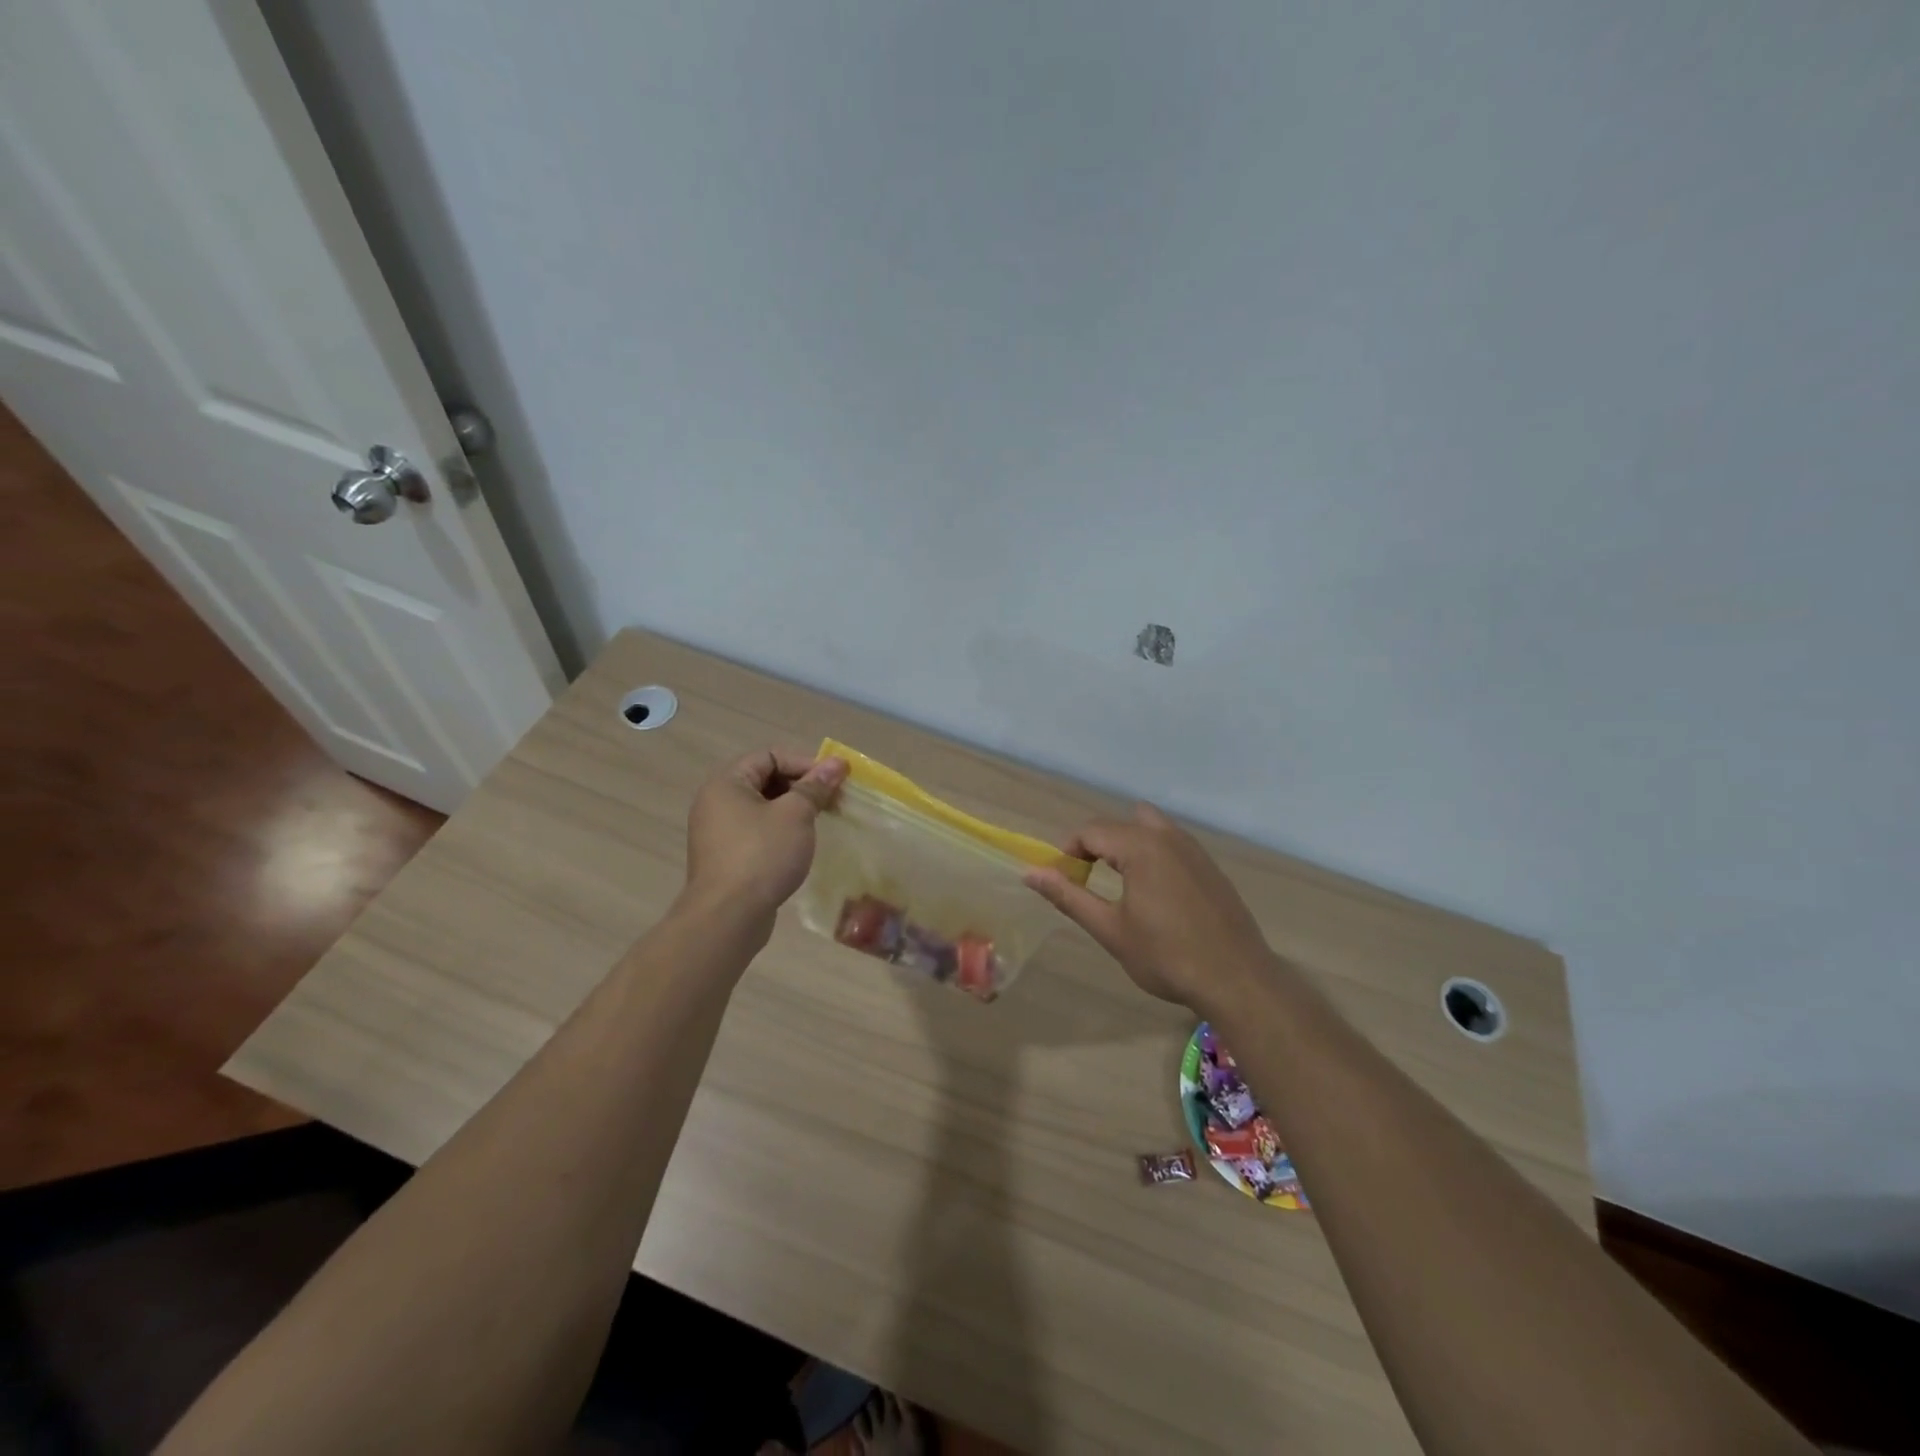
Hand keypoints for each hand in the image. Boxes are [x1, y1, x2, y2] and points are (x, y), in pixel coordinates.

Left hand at [682, 748, 847, 926]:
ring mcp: (717, 832)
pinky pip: (757, 833)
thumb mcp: (796, 815)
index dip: (805, 763)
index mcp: (727, 782)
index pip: (770, 756)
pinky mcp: (725, 858)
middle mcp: (716, 802)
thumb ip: (816, 786)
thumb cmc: (762, 855)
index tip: (834, 779)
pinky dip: (780, 832)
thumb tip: (836, 763)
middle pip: (765, 780)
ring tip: (821, 822)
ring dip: (793, 811)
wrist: (728, 917)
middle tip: (833, 801)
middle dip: (802, 787)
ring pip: (762, 808)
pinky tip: (800, 847)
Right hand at [1024, 804, 1273, 1008]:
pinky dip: (1152, 854)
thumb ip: (1069, 896)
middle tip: (1087, 880)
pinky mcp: (1210, 866)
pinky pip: (1171, 842)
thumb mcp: (1110, 930)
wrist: (1237, 979)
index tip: (1063, 880)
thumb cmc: (1167, 957)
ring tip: (1120, 884)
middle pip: (1119, 824)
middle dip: (1096, 845)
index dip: (1068, 851)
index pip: (1091, 831)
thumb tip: (1030, 874)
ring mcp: (1194, 849)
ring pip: (1149, 826)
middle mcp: (1168, 837)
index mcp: (1141, 847)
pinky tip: (1155, 894)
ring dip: (1126, 845)